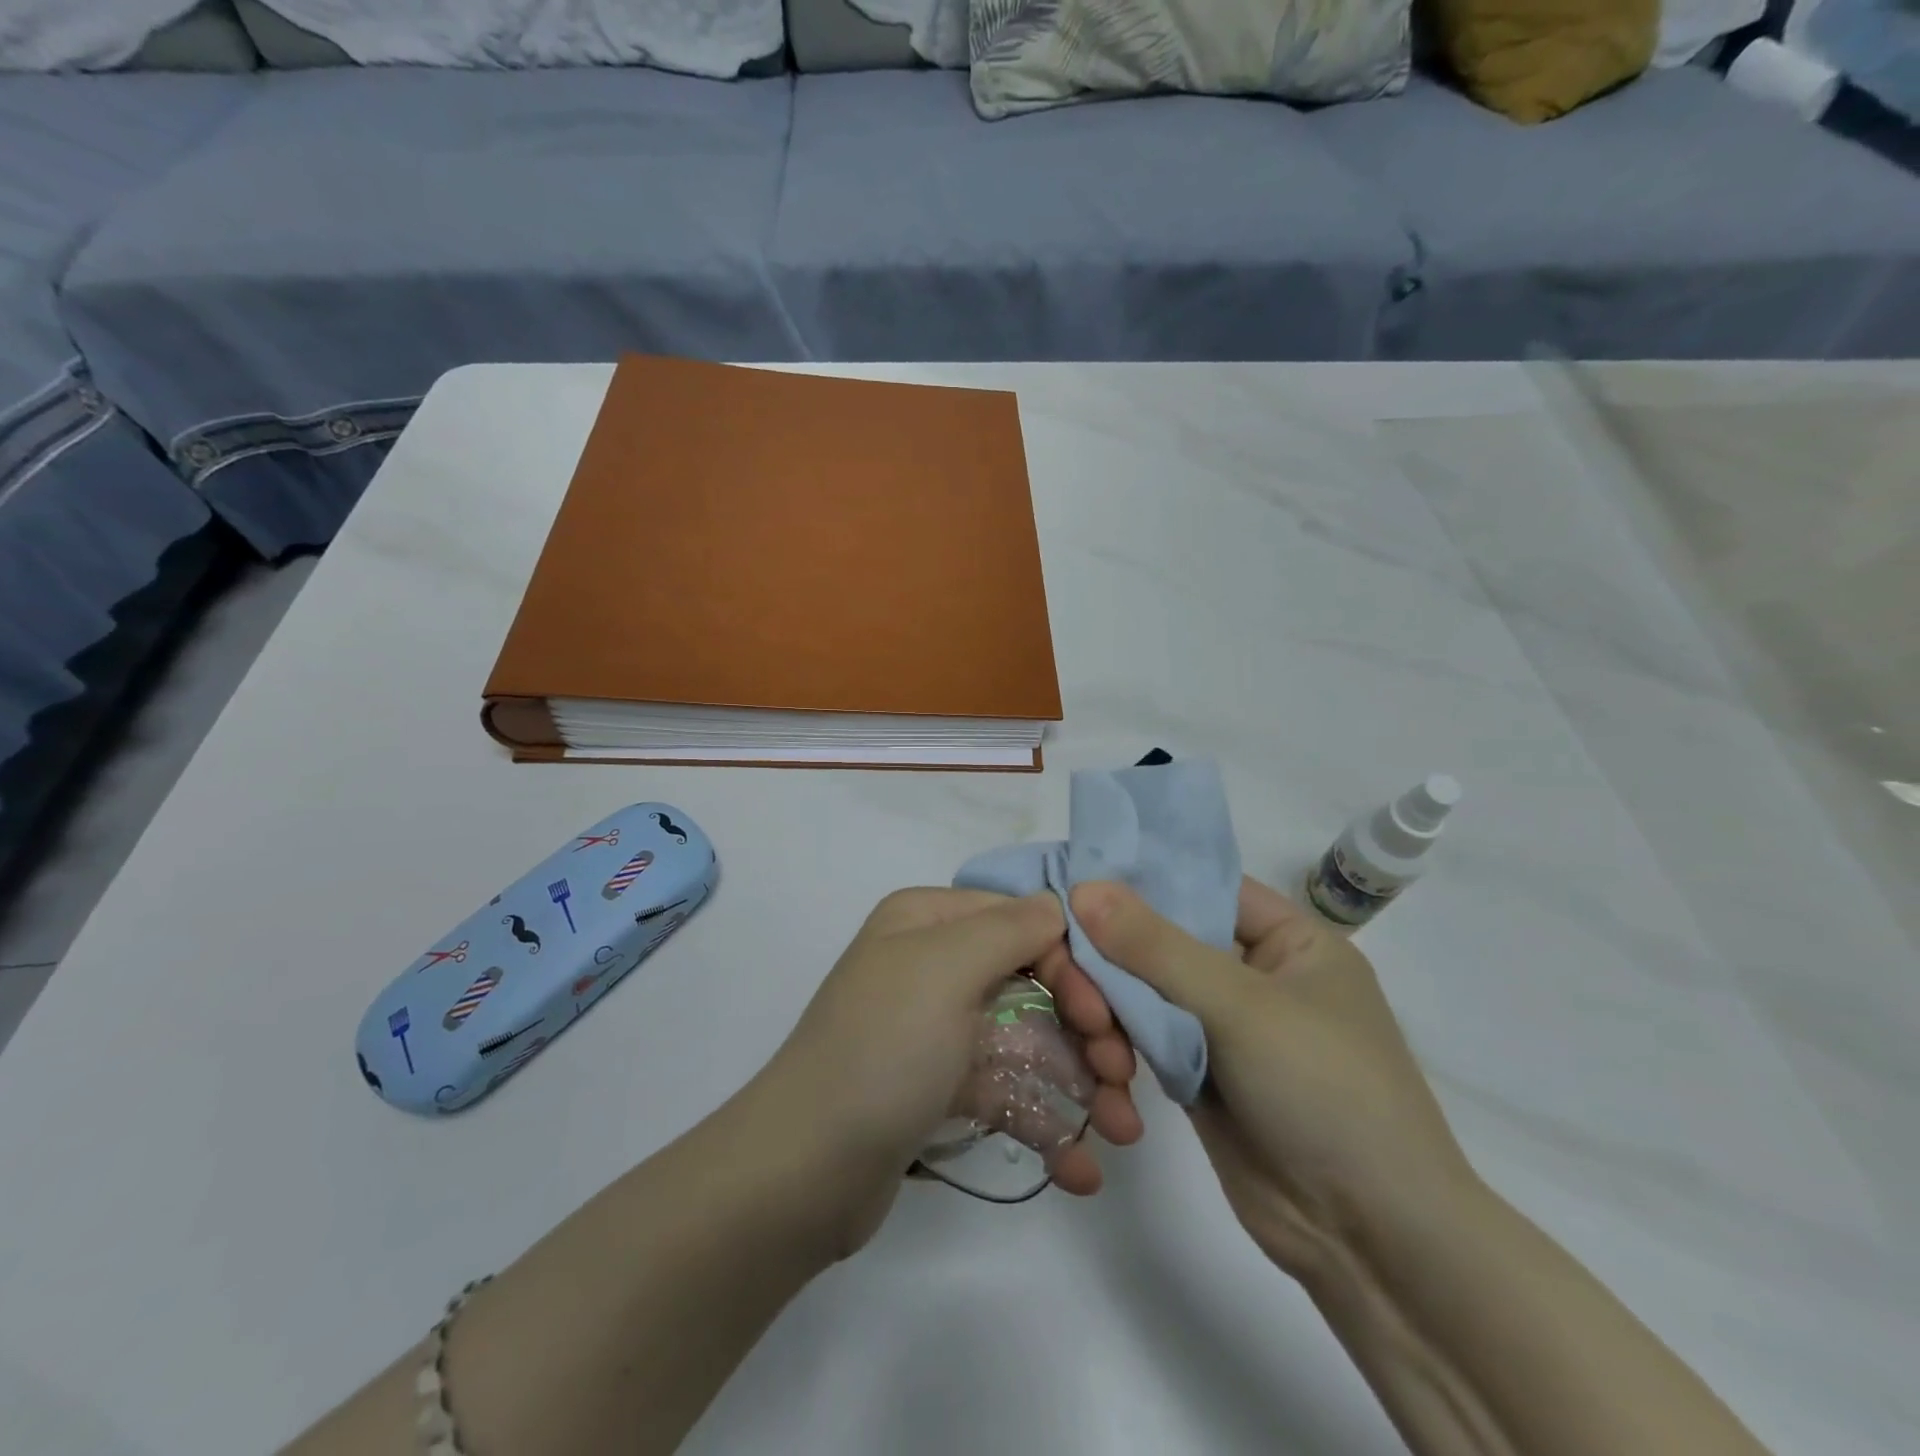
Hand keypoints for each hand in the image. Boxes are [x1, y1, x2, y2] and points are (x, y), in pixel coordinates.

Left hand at [751, 889, 1144, 1256]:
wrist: (802, 1172)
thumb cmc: (882, 1051)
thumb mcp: (945, 969)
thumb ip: (1010, 928)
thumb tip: (1057, 903)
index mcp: (927, 922)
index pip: (1022, 922)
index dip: (1073, 966)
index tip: (1106, 1021)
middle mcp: (932, 964)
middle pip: (1032, 982)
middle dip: (1086, 1031)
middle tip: (1123, 1081)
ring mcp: (937, 1029)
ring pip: (1026, 1040)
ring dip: (1079, 1084)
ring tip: (1122, 1134)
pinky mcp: (938, 1088)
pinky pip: (1003, 1091)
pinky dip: (1043, 1124)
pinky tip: (1080, 1172)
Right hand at [1066, 877, 1478, 1281]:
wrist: (1370, 1241)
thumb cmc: (1325, 1091)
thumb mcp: (1241, 1006)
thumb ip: (1156, 946)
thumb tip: (1082, 887)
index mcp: (1289, 940)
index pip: (1203, 886)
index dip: (1142, 877)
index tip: (1075, 875)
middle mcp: (1255, 975)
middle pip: (1166, 940)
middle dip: (1115, 953)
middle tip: (1063, 962)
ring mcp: (1226, 1028)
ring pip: (1148, 990)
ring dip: (1113, 1005)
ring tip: (1091, 1031)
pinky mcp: (1200, 1074)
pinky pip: (1146, 1038)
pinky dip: (1120, 1044)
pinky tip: (1102, 1063)